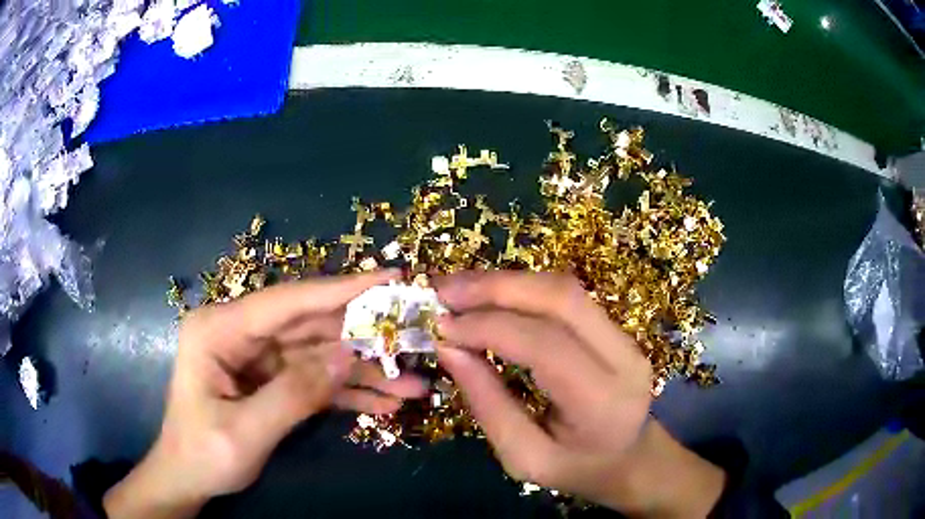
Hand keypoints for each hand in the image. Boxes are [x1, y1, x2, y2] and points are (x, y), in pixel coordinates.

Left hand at [104, 270, 426, 518]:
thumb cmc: (203, 454)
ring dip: (364, 372)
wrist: (188, 478)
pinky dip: (348, 392)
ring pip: (320, 355)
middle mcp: (239, 333)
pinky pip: (314, 380)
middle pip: (311, 326)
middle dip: (364, 338)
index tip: (390, 278)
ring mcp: (257, 356)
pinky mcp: (271, 379)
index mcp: (219, 329)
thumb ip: (295, 393)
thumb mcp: (246, 431)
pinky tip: (385, 404)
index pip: (287, 301)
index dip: (341, 289)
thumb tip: (349, 354)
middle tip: (414, 337)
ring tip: (413, 388)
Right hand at [436, 271, 724, 516]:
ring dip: (506, 282)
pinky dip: (522, 290)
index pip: (544, 345)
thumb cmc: (575, 469)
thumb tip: (449, 349)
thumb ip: (488, 404)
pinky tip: (490, 296)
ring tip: (459, 288)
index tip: (441, 326)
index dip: (488, 327)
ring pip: (564, 289)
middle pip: (561, 298)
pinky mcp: (616, 328)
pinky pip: (566, 297)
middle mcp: (624, 358)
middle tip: (445, 290)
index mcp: (602, 402)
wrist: (628, 458)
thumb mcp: (523, 457)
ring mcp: (626, 337)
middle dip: (496, 287)